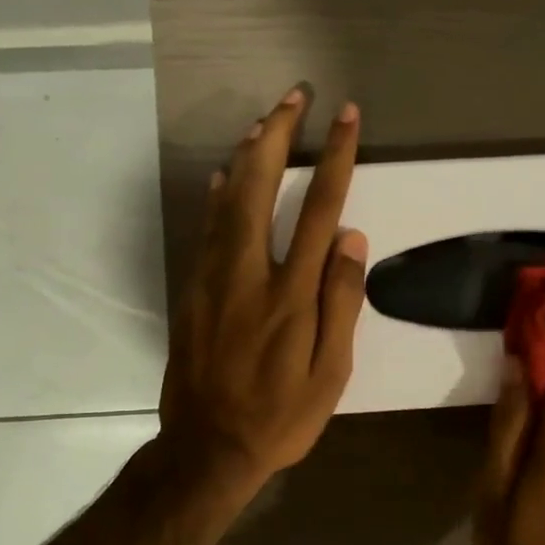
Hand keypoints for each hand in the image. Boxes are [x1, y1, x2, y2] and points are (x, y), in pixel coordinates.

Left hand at [160, 87, 365, 495]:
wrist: (208, 449)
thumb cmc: (280, 417)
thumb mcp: (330, 374)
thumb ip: (341, 303)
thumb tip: (352, 239)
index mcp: (291, 294)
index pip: (320, 209)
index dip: (336, 158)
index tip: (346, 118)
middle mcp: (248, 273)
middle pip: (262, 187)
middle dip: (279, 134)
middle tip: (294, 95)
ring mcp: (212, 279)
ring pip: (227, 200)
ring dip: (247, 154)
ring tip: (264, 120)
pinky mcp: (191, 291)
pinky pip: (206, 229)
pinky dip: (218, 195)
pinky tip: (226, 176)